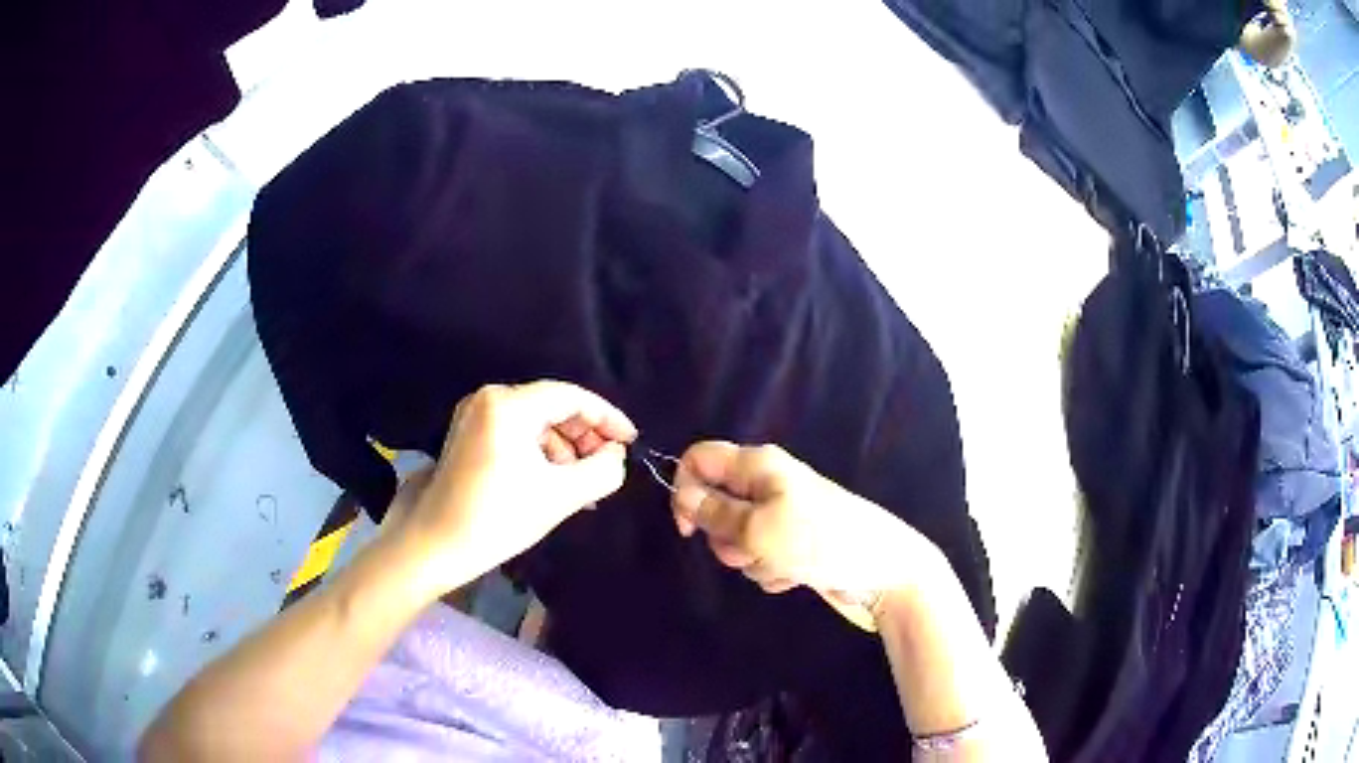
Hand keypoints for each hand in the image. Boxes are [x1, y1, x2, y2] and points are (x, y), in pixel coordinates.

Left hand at [390, 381, 636, 597]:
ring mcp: (474, 415)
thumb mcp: (561, 496)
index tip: (631, 442)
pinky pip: (516, 434)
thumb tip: (617, 455)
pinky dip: (540, 454)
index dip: (607, 418)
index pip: (572, 397)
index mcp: (509, 404)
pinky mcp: (467, 435)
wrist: (434, 545)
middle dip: (585, 437)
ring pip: (535, 422)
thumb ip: (603, 470)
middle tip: (608, 466)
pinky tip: (555, 483)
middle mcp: (489, 398)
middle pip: (552, 406)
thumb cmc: (498, 518)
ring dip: (564, 449)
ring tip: (583, 484)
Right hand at [671, 442, 930, 630]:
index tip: (688, 530)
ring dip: (752, 559)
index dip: (684, 490)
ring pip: (736, 539)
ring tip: (784, 563)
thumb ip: (714, 514)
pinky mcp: (792, 545)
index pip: (699, 460)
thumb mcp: (758, 529)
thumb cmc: (819, 540)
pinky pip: (760, 558)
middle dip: (726, 537)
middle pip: (715, 507)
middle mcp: (766, 485)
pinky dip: (772, 571)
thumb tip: (682, 497)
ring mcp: (781, 517)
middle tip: (753, 547)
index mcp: (757, 465)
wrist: (881, 570)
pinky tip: (796, 575)